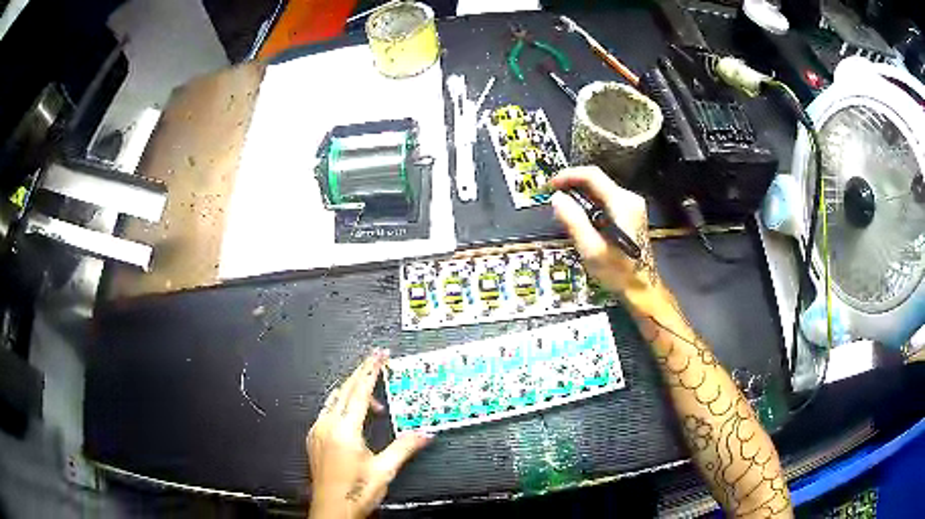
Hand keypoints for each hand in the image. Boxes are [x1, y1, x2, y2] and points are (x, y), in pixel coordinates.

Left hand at [307, 349, 432, 518]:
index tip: (379, 355)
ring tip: (374, 403)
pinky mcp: (314, 439)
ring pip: (334, 400)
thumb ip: (404, 447)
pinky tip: (353, 417)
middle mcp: (326, 425)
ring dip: (353, 393)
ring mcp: (317, 431)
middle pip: (344, 390)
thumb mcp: (384, 470)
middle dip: (362, 374)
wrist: (332, 510)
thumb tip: (424, 433)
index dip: (371, 370)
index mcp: (344, 430)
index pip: (359, 391)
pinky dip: (342, 406)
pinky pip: (327, 412)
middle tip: (377, 363)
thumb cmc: (355, 492)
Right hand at [550, 166, 658, 301]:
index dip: (568, 176)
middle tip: (554, 202)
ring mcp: (632, 207)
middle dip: (573, 188)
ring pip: (600, 192)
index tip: (550, 185)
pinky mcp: (630, 215)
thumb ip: (573, 221)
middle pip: (596, 182)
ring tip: (564, 214)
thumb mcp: (591, 249)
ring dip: (580, 198)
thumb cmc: (618, 272)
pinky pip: (605, 202)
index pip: (592, 175)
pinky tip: (581, 222)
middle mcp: (629, 199)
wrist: (642, 289)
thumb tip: (556, 198)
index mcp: (622, 203)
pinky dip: (590, 206)